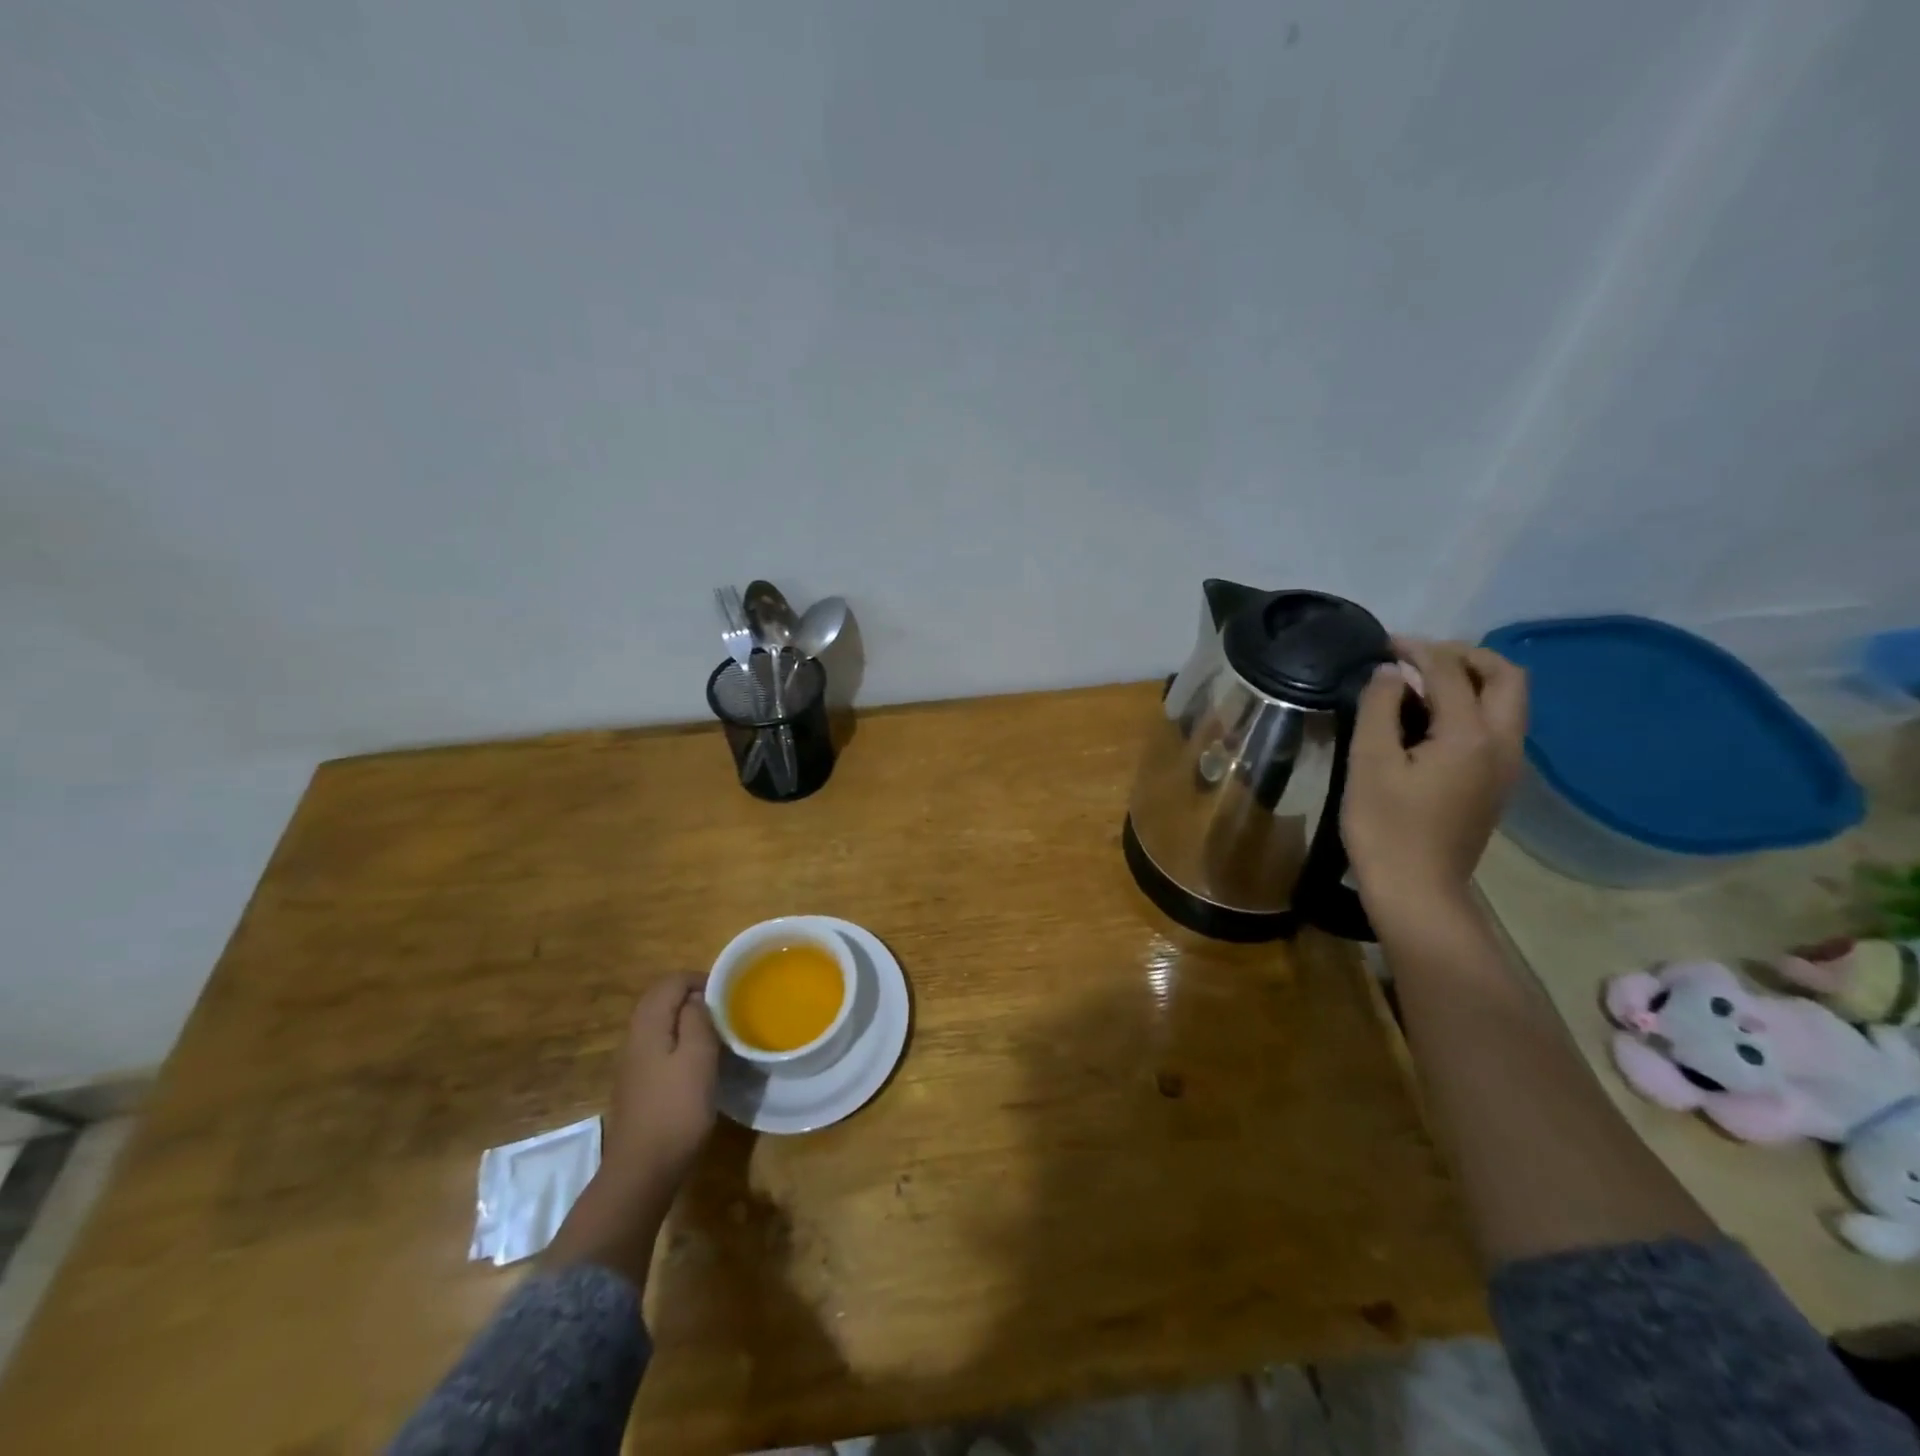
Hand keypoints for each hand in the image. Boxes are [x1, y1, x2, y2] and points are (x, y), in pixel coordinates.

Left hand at [545, 975, 717, 1284]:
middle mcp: (634, 1037)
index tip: (728, 992)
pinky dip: (679, 1041)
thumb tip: (696, 999)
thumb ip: (697, 1019)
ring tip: (717, 1032)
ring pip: (660, 1023)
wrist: (643, 1170)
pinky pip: (659, 1045)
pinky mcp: (637, 1084)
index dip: (700, 979)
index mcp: (648, 1025)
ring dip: (686, 1019)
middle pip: (661, 999)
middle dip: (692, 996)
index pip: (670, 982)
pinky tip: (699, 1060)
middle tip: (725, 1009)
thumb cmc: (676, 1109)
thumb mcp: (698, 1057)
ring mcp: (632, 1062)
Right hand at [1342, 639, 1526, 924]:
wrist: (1417, 891)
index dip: (1417, 650)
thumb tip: (1390, 672)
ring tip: (1422, 684)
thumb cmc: (1385, 827)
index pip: (1451, 672)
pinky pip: (1498, 726)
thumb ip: (1379, 708)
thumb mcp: (1369, 763)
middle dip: (1464, 656)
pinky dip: (1473, 706)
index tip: (1384, 644)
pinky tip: (1432, 720)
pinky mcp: (1498, 784)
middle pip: (1505, 677)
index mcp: (1470, 735)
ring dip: (1472, 679)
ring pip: (1508, 701)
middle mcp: (1503, 743)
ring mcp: (1508, 766)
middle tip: (1418, 659)